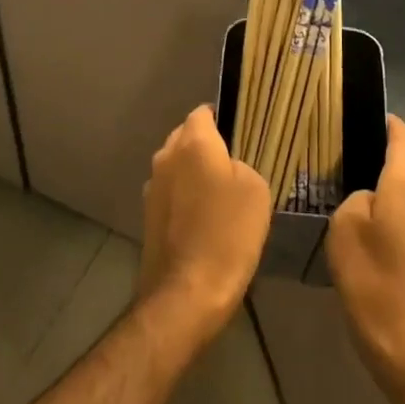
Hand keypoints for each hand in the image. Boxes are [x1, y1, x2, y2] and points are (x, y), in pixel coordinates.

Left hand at [138, 106, 272, 351]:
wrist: (188, 291)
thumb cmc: (228, 233)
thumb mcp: (256, 189)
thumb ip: (240, 165)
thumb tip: (226, 167)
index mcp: (192, 143)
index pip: (203, 112)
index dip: (222, 117)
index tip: (241, 131)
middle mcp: (166, 157)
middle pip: (186, 137)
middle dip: (207, 144)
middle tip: (235, 163)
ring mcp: (152, 187)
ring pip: (177, 166)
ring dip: (194, 173)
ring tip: (222, 193)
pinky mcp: (148, 215)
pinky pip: (172, 192)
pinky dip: (186, 197)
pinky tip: (206, 218)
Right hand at [326, 115, 404, 399]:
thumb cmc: (372, 276)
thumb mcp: (345, 225)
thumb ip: (356, 197)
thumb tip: (368, 196)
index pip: (402, 136)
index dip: (385, 122)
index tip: (360, 114)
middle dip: (384, 149)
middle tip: (347, 147)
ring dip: (390, 178)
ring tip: (354, 177)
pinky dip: (395, 203)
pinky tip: (370, 214)